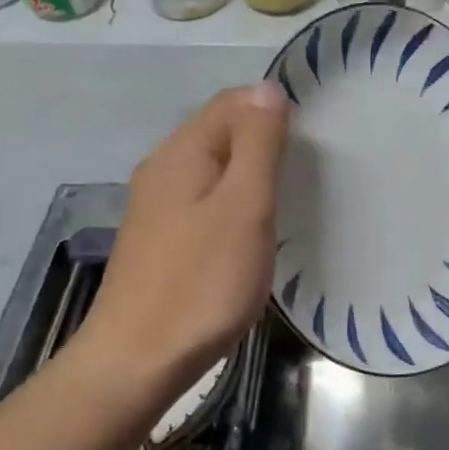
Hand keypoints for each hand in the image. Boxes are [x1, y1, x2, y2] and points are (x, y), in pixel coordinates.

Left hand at [72, 83, 288, 402]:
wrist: (137, 361)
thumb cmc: (201, 282)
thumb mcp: (244, 206)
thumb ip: (258, 144)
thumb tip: (268, 88)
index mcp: (181, 151)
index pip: (232, 101)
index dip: (273, 109)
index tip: (311, 142)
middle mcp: (162, 168)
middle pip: (219, 132)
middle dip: (263, 140)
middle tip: (305, 173)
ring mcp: (155, 206)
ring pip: (212, 168)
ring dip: (248, 174)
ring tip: (285, 200)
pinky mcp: (159, 239)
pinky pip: (203, 200)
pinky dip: (231, 203)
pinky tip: (249, 232)